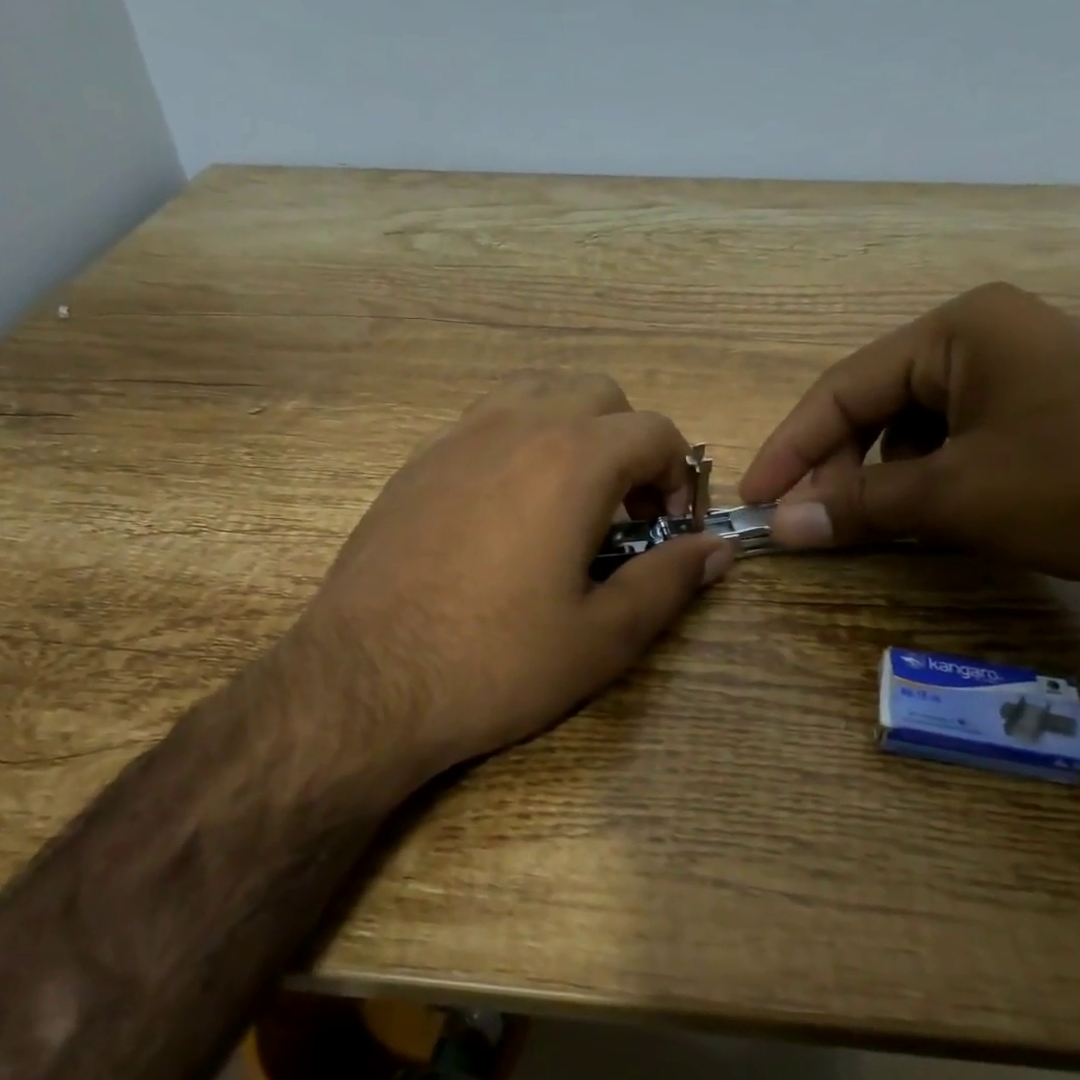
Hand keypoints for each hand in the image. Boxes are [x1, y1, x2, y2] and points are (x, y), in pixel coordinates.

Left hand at [288, 372, 732, 783]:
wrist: (364, 683)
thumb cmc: (494, 663)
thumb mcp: (602, 637)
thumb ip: (668, 581)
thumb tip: (716, 548)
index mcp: (572, 460)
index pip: (656, 430)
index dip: (680, 475)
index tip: (670, 527)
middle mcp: (515, 426)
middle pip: (598, 395)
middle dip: (629, 443)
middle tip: (624, 512)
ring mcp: (456, 438)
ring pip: (535, 397)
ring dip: (571, 434)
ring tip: (567, 504)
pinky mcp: (415, 463)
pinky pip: (484, 425)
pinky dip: (517, 446)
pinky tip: (504, 515)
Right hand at [740, 283, 1079, 604]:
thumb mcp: (961, 495)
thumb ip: (860, 506)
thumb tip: (780, 525)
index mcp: (961, 330)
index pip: (843, 388)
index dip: (790, 448)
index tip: (754, 500)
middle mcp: (985, 341)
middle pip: (874, 407)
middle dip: (834, 468)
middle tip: (804, 526)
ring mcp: (1017, 382)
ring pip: (911, 432)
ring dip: (875, 480)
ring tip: (857, 527)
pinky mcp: (1041, 423)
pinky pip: (952, 449)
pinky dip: (921, 486)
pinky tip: (917, 520)